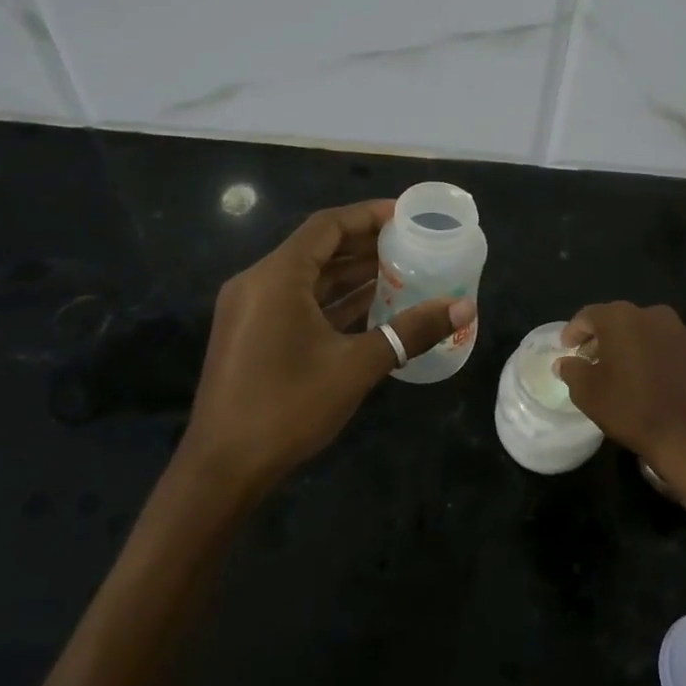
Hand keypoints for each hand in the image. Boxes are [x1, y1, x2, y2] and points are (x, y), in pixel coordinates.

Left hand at [182, 200, 474, 490]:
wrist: (222, 469)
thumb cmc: (288, 407)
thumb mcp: (356, 366)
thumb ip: (411, 331)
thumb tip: (464, 307)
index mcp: (276, 277)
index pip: (327, 226)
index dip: (369, 215)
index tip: (407, 215)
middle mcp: (258, 283)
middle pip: (317, 248)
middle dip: (365, 244)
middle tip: (412, 244)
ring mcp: (251, 310)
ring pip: (308, 277)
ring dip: (351, 273)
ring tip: (401, 270)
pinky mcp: (252, 335)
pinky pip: (298, 302)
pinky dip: (333, 300)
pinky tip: (371, 305)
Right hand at [554, 302, 685, 479]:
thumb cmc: (630, 409)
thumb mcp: (588, 393)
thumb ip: (572, 370)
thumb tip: (565, 362)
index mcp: (622, 319)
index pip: (589, 315)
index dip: (574, 331)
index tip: (567, 348)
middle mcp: (654, 316)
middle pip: (620, 320)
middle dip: (604, 337)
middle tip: (592, 359)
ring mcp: (683, 333)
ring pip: (649, 332)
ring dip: (633, 345)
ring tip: (625, 370)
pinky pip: (672, 349)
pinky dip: (659, 358)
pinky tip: (654, 380)